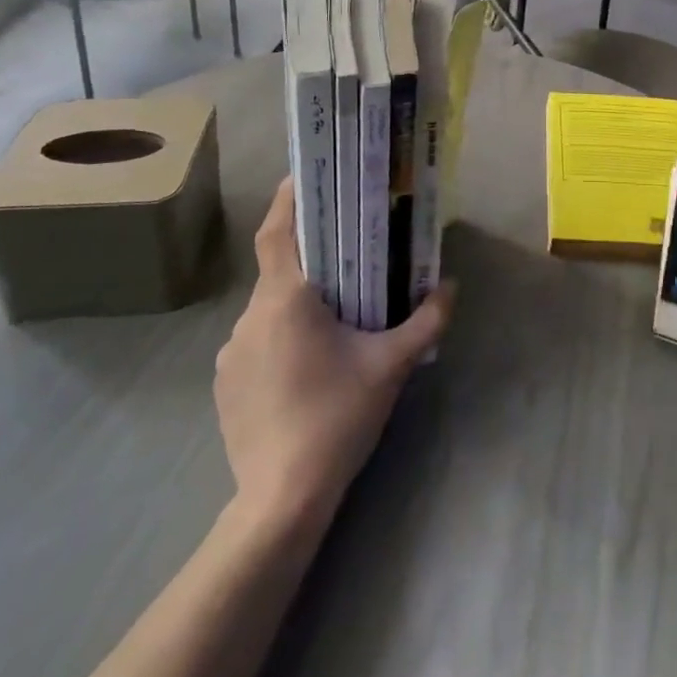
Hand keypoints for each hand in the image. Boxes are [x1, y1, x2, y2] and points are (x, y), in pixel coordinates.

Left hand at [214, 177, 453, 525]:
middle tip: (346, 252)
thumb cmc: (336, 418)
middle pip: (278, 268)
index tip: (306, 175)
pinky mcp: (225, 383)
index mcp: (285, 300)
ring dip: (297, 302)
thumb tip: (450, 286)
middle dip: (310, 257)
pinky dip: (281, 335)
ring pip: (269, 308)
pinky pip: (257, 340)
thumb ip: (426, 321)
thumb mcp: (391, 366)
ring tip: (333, 316)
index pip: (277, 232)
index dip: (287, 199)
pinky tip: (307, 364)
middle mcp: (250, 317)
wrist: (280, 501)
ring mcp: (230, 352)